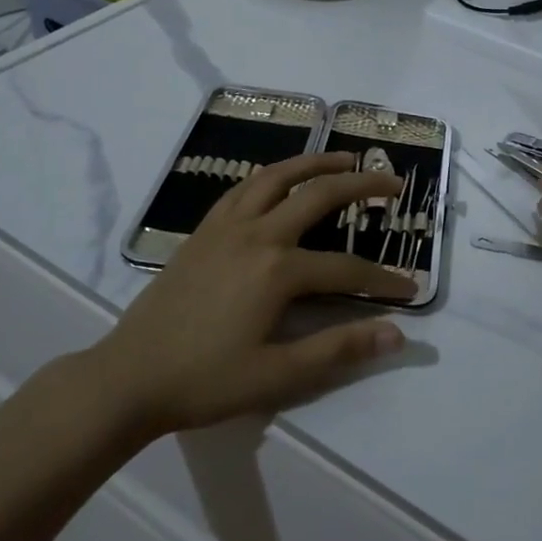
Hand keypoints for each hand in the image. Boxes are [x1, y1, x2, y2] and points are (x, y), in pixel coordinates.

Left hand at [95, 153, 414, 436]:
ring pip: (278, 176)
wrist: (130, 375)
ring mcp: (227, 225)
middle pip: (319, 195)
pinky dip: (272, 175)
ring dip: (315, 163)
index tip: (411, 287)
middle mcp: (257, 233)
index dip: (383, 280)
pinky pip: (244, 187)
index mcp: (278, 270)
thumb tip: (396, 334)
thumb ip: (338, 349)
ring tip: (345, 159)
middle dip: (362, 187)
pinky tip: (281, 179)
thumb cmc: (205, 381)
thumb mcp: (276, 376)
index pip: (346, 269)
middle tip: (394, 183)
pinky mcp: (204, 228)